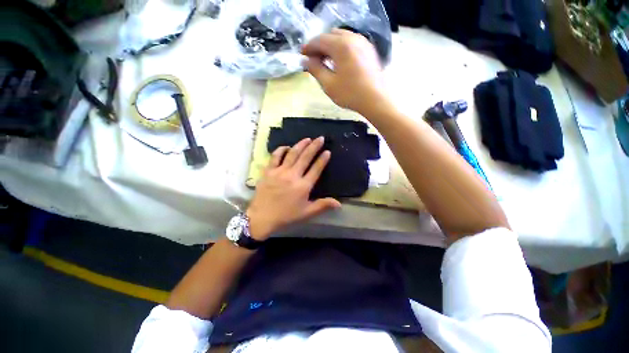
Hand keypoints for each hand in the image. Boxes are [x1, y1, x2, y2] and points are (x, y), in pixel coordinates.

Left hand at [246, 137, 340, 239]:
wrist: (262, 217)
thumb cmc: (286, 215)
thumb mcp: (307, 213)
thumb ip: (323, 205)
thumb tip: (339, 203)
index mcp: (303, 186)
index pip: (316, 169)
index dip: (323, 159)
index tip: (327, 151)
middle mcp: (293, 175)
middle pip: (305, 157)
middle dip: (314, 146)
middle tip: (320, 138)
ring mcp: (280, 172)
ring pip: (292, 154)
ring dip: (301, 145)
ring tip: (307, 139)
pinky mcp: (268, 171)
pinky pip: (275, 156)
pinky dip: (281, 150)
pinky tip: (286, 147)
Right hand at [301, 29, 388, 115]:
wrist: (376, 100)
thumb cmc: (350, 94)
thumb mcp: (329, 84)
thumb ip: (315, 70)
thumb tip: (305, 61)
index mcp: (341, 45)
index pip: (319, 40)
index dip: (308, 47)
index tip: (302, 55)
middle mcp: (352, 38)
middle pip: (330, 35)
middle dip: (319, 46)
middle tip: (313, 60)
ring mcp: (363, 42)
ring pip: (341, 37)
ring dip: (330, 46)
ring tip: (325, 61)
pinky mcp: (369, 49)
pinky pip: (351, 43)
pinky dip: (341, 48)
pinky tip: (339, 61)